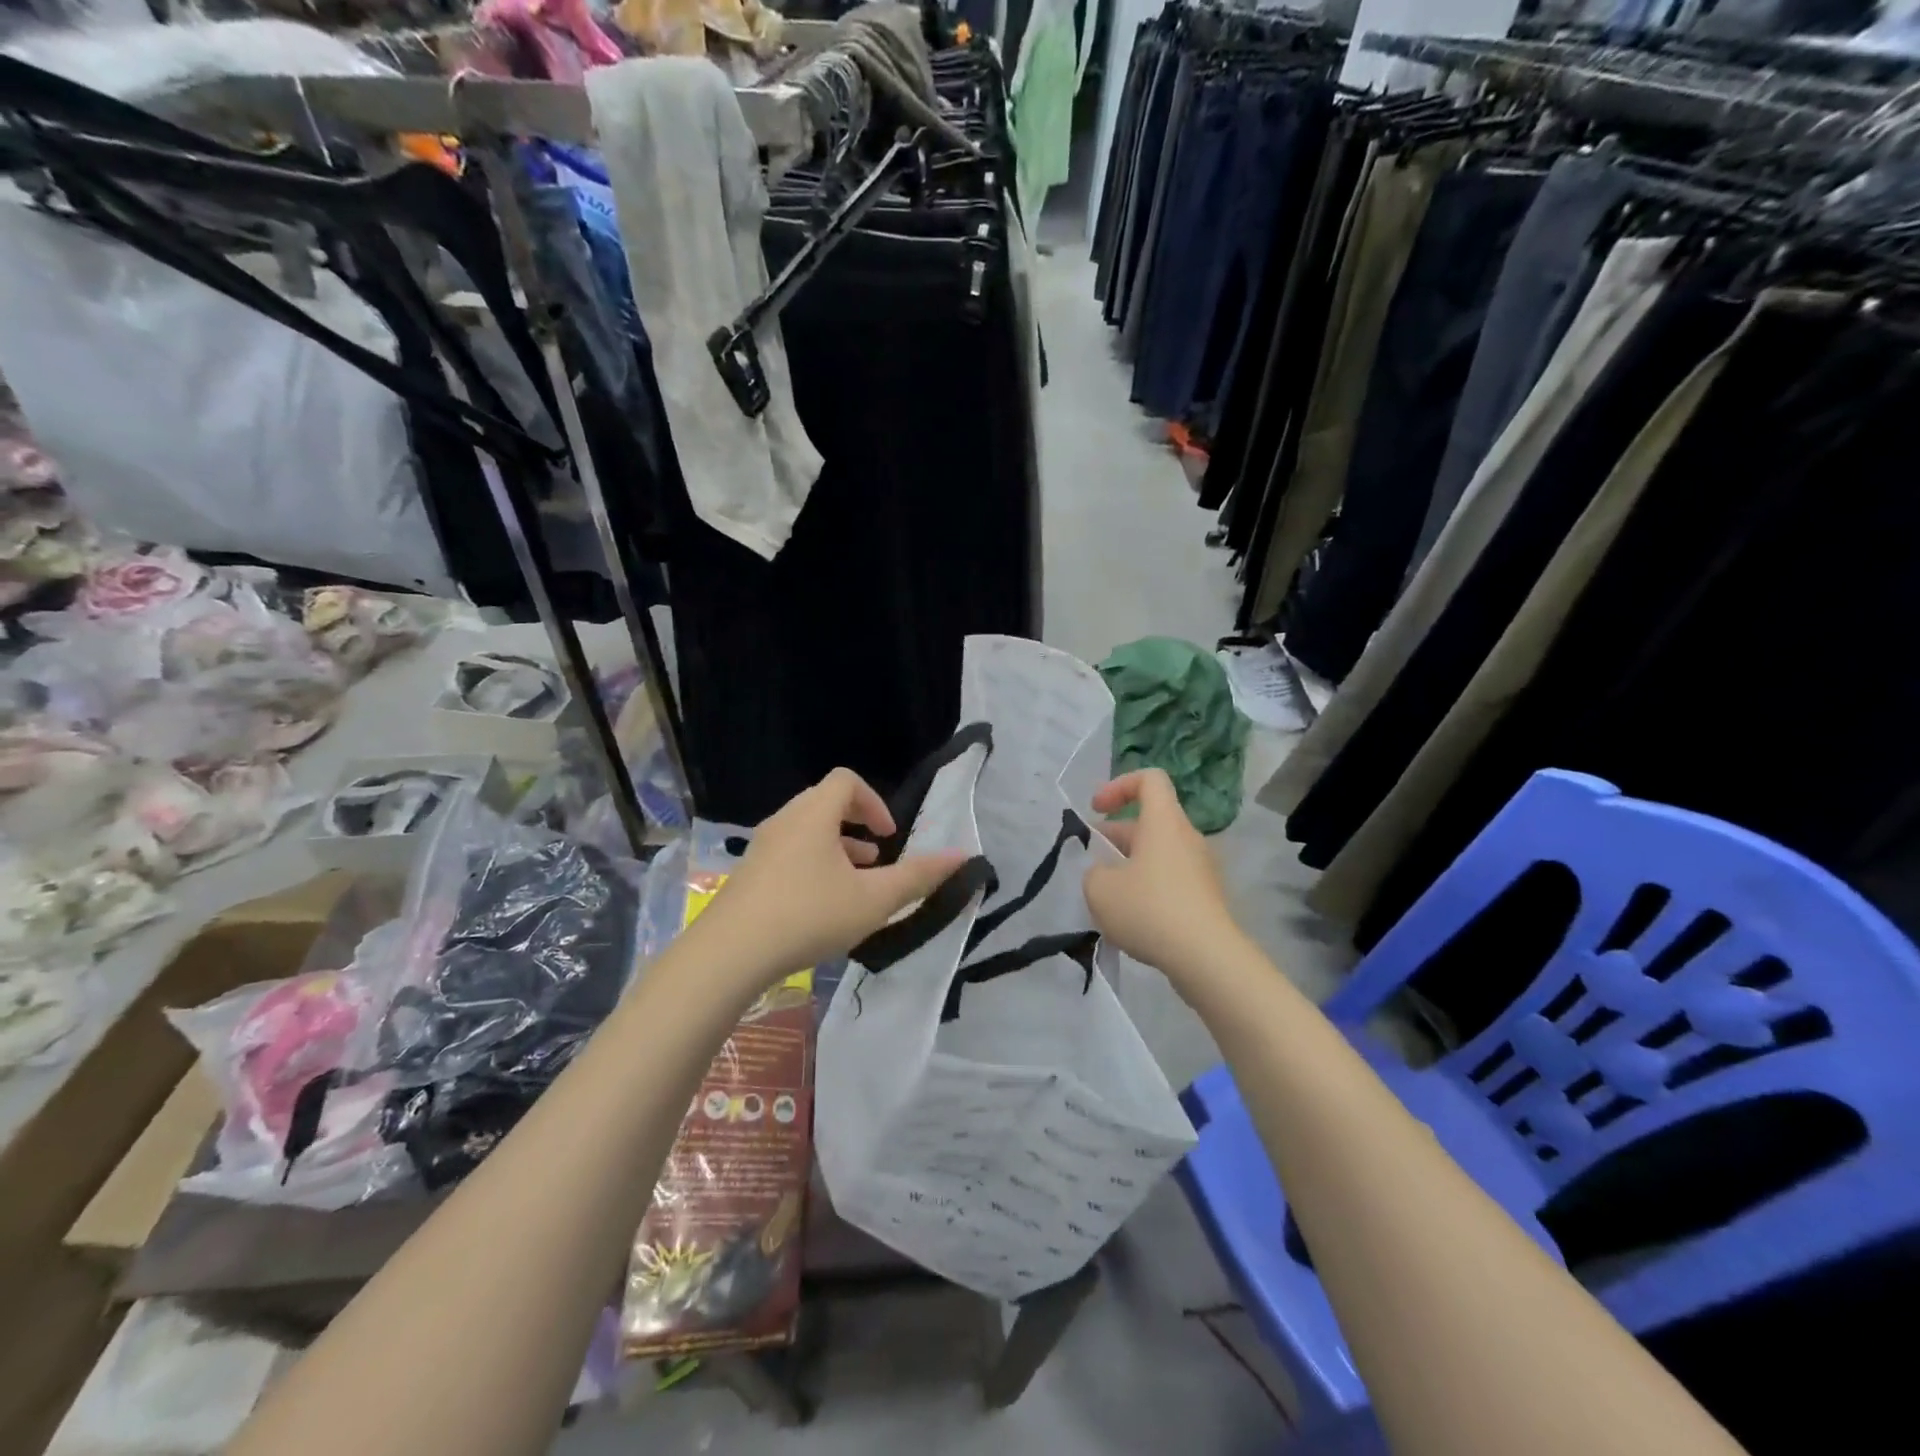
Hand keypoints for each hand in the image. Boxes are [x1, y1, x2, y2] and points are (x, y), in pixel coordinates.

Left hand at [687, 768, 968, 985]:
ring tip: (855, 884)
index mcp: (814, 814)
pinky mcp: (748, 875)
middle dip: (857, 826)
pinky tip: (820, 907)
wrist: (729, 953)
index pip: (846, 781)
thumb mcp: (873, 900)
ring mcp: (762, 848)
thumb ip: (919, 877)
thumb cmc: (809, 915)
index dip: (874, 802)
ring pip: (806, 832)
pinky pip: (788, 854)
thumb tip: (963, 856)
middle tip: (876, 859)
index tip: (889, 836)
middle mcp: (785, 821)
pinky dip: (812, 865)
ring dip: (835, 848)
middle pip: (825, 804)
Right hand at [1085, 769, 1240, 981]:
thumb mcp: (1100, 889)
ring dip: (1130, 866)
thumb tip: (1105, 874)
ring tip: (1107, 898)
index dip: (1119, 786)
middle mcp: (1187, 838)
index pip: (1149, 779)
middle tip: (1092, 862)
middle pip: (1150, 821)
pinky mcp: (1207, 898)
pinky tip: (1131, 921)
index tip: (1096, 810)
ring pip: (1159, 853)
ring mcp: (1201, 869)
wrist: (1207, 958)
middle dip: (1116, 836)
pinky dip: (1148, 889)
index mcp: (1164, 822)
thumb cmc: (1150, 910)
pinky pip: (1171, 880)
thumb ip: (1093, 872)